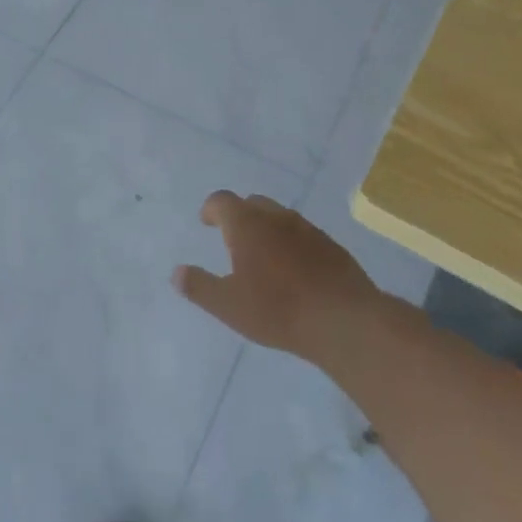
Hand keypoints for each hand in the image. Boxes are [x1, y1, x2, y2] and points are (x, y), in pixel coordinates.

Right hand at [172, 191, 381, 356]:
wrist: (344, 321)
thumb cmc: (277, 310)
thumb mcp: (228, 305)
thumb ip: (199, 286)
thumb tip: (177, 273)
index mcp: (246, 225)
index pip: (222, 201)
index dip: (211, 209)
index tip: (206, 222)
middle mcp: (276, 218)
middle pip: (253, 203)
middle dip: (239, 215)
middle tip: (232, 239)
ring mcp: (308, 230)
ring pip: (280, 217)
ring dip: (267, 228)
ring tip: (263, 256)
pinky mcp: (332, 247)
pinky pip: (304, 235)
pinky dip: (292, 244)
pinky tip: (294, 270)